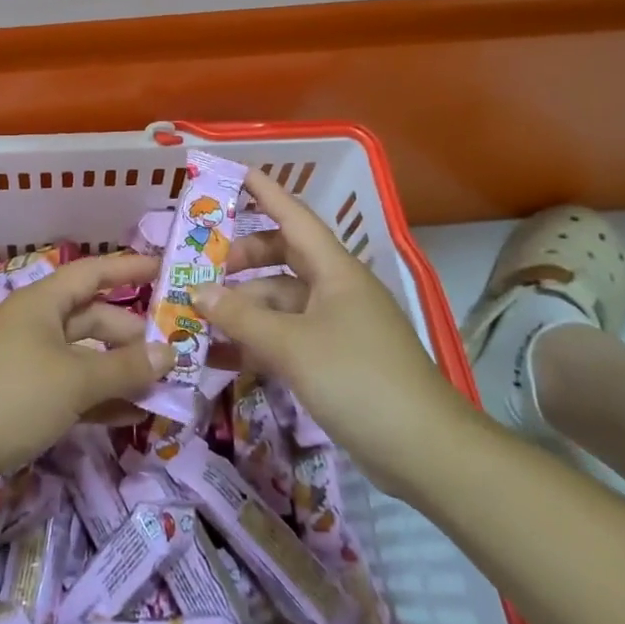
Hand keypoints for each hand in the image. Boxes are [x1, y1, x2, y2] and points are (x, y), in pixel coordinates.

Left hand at [0, 253, 171, 503]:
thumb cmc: (13, 395)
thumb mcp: (76, 380)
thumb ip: (125, 366)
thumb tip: (168, 352)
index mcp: (42, 302)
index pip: (93, 273)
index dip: (128, 269)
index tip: (164, 270)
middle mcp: (35, 324)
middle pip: (91, 318)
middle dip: (130, 334)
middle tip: (171, 353)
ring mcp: (26, 361)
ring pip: (82, 356)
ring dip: (118, 371)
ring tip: (160, 389)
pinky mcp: (21, 397)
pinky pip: (69, 388)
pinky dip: (97, 398)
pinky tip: (129, 416)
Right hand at [197, 170, 473, 487]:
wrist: (427, 452)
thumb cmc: (359, 380)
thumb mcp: (292, 346)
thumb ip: (241, 316)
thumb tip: (197, 291)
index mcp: (335, 271)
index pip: (294, 216)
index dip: (264, 192)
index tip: (232, 171)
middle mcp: (336, 290)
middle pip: (282, 257)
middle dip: (242, 258)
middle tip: (201, 267)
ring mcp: (337, 326)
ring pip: (281, 300)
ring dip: (244, 305)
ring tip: (199, 315)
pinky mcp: (335, 361)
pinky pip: (287, 336)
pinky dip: (257, 340)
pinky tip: (223, 355)